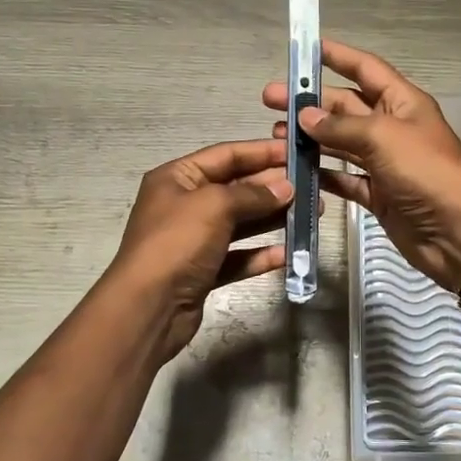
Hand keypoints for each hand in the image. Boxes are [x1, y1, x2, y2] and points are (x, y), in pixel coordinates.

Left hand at [107, 139, 296, 361]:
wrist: (148, 307)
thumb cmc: (177, 243)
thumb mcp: (214, 206)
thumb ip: (252, 194)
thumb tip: (285, 188)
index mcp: (176, 178)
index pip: (225, 155)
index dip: (261, 152)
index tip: (296, 152)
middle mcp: (184, 205)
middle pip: (235, 189)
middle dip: (272, 187)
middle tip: (311, 187)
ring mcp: (193, 240)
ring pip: (240, 223)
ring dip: (273, 218)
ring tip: (311, 215)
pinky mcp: (203, 271)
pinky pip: (238, 256)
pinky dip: (260, 254)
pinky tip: (287, 253)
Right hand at [263, 40, 460, 289]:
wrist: (456, 231)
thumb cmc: (425, 171)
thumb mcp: (382, 137)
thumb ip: (341, 126)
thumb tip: (305, 116)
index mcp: (402, 102)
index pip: (366, 69)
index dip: (337, 56)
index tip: (306, 49)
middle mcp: (392, 128)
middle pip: (346, 107)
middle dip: (311, 103)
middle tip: (271, 101)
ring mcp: (384, 163)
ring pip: (341, 144)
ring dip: (311, 138)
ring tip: (276, 135)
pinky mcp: (378, 194)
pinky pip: (344, 178)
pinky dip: (322, 174)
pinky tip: (295, 170)